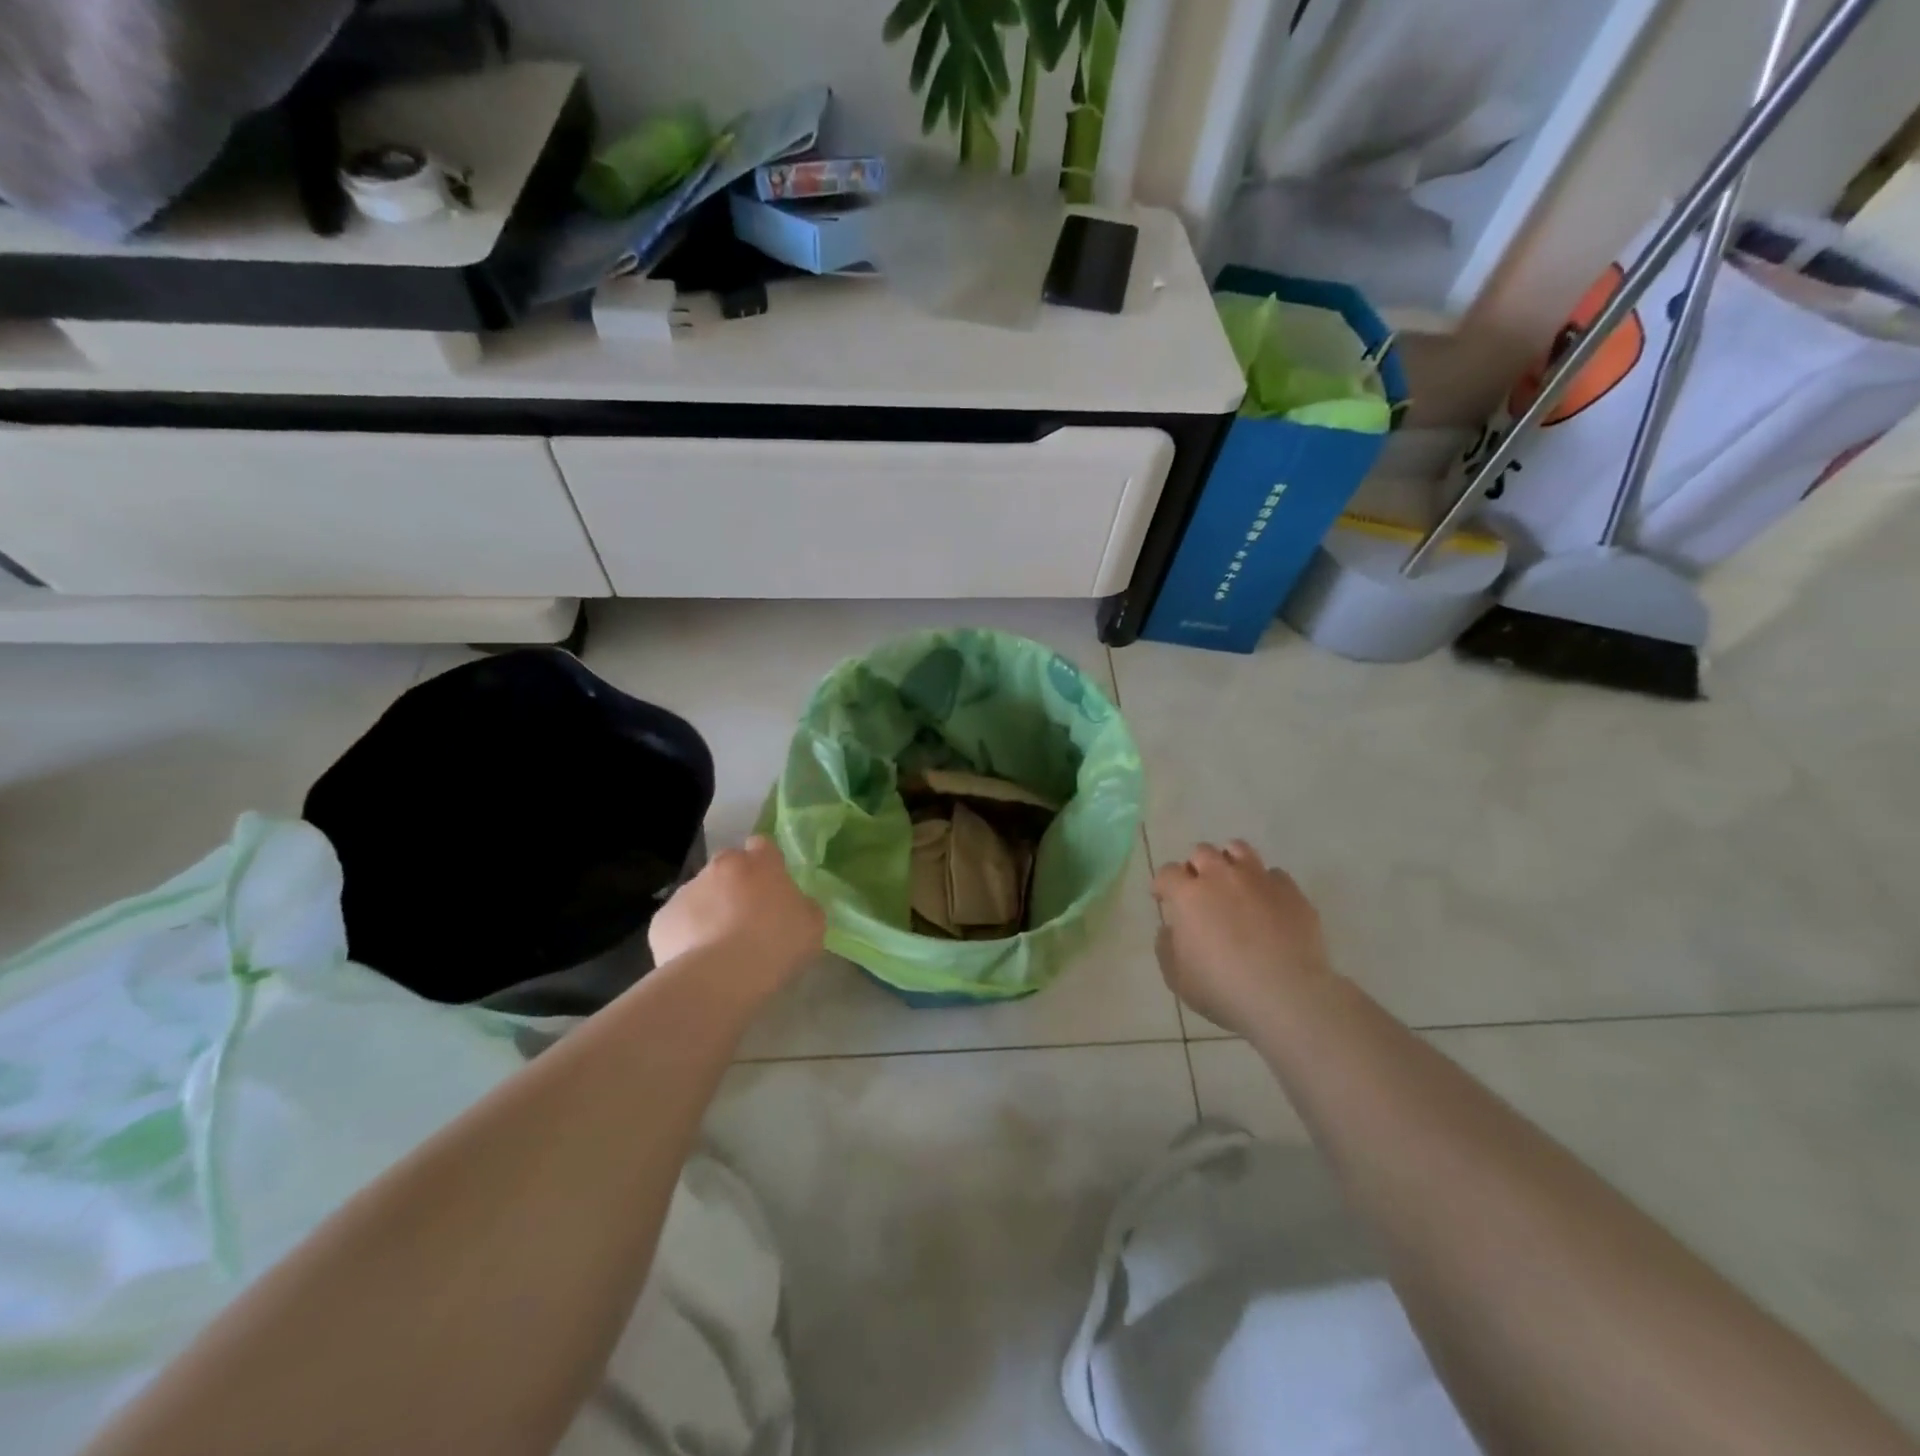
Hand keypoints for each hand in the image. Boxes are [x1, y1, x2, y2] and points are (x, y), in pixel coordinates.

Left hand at [649, 837, 825, 1005]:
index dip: (766, 864)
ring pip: (700, 894)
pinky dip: (686, 935)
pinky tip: (697, 961)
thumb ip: (802, 905)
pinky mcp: (662, 919)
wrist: (719, 978)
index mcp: (760, 863)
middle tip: (746, 918)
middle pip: (728, 868)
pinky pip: (678, 922)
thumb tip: (793, 904)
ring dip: (709, 910)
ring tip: (719, 947)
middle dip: (735, 885)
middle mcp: (721, 867)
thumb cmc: (775, 945)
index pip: (763, 846)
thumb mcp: (812, 926)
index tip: (771, 886)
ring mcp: (687, 891)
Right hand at [1151, 841, 1332, 1037]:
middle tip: (1199, 890)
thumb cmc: (1223, 989)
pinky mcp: (1291, 891)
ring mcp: (1259, 880)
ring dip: (1229, 861)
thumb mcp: (1177, 978)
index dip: (1163, 884)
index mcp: (1188, 895)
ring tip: (1232, 882)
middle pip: (1202, 852)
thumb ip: (1166, 947)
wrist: (1287, 996)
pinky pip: (1274, 874)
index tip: (1163, 898)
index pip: (1167, 872)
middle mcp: (1221, 877)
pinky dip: (1265, 883)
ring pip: (1239, 849)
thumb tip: (1171, 929)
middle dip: (1196, 867)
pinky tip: (1266, 903)